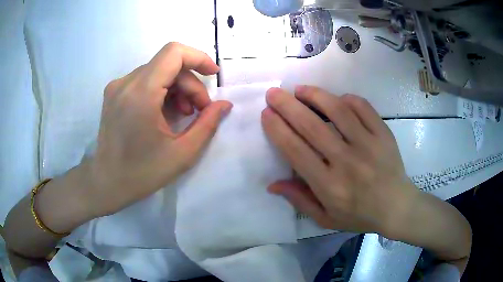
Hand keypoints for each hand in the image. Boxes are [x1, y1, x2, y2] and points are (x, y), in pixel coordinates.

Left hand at [84, 42, 231, 216]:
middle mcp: (126, 83)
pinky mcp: (114, 93)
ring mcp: (117, 87)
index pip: (174, 53)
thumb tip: (225, 104)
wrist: (106, 183)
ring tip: (182, 115)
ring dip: (177, 88)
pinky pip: (145, 80)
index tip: (213, 75)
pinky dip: (161, 90)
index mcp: (140, 94)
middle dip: (190, 84)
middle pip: (168, 64)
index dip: (198, 57)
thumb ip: (208, 124)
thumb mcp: (182, 153)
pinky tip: (165, 113)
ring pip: (157, 71)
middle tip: (199, 111)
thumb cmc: (142, 173)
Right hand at [262, 86, 415, 234]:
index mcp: (329, 185)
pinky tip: (336, 99)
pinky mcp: (383, 134)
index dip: (278, 129)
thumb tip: (272, 184)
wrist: (396, 207)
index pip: (296, 151)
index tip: (266, 113)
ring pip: (338, 111)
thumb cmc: (359, 215)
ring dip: (315, 95)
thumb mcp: (325, 218)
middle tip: (274, 93)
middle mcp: (347, 162)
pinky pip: (363, 107)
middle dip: (288, 106)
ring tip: (300, 89)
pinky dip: (347, 99)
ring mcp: (368, 144)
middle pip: (312, 126)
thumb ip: (299, 200)